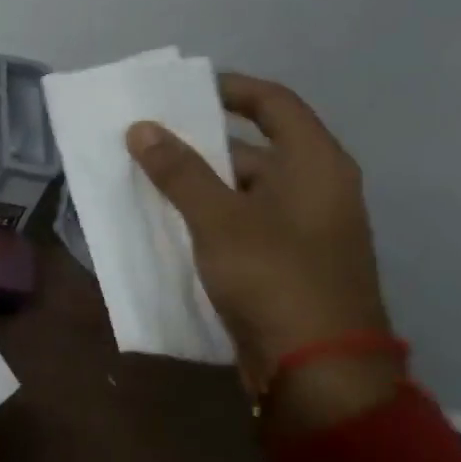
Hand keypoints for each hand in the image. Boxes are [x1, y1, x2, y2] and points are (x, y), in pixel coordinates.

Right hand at [125, 74, 400, 433]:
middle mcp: (316, 188)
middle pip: (253, 146)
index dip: (228, 88)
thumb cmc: (276, 279)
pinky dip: (207, 214)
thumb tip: (141, 128)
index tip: (179, 90)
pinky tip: (167, 220)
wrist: (319, 373)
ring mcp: (303, 228)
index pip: (273, 103)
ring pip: (243, 188)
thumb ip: (179, 171)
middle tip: (147, 138)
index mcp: (316, 165)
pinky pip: (241, 221)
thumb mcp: (220, 219)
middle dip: (198, 141)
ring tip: (145, 177)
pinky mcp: (287, 262)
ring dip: (197, 181)